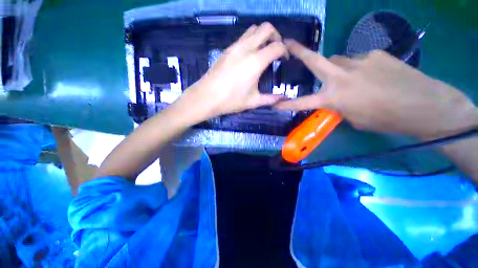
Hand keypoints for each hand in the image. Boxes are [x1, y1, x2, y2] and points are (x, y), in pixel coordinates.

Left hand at [183, 22, 287, 117]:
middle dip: (276, 36)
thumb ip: (270, 99)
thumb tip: (283, 98)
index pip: (277, 46)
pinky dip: (251, 41)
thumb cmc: (230, 100)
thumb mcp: (253, 101)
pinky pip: (242, 37)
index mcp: (255, 61)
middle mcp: (246, 48)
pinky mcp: (226, 50)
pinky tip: (249, 56)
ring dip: (262, 36)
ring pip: (253, 29)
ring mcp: (234, 47)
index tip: (284, 60)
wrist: (206, 97)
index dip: (285, 51)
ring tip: (263, 52)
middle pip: (266, 28)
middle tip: (275, 51)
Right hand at [275, 40, 477, 137]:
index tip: (276, 104)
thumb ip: (340, 105)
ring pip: (338, 60)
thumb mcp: (354, 118)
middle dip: (300, 52)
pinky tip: (372, 76)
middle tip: (289, 44)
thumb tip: (335, 95)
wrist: (423, 105)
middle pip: (315, 60)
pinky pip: (358, 60)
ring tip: (350, 78)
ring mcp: (359, 61)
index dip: (288, 104)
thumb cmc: (385, 119)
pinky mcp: (375, 54)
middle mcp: (341, 77)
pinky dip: (358, 67)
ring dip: (337, 68)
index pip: (303, 103)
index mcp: (334, 97)